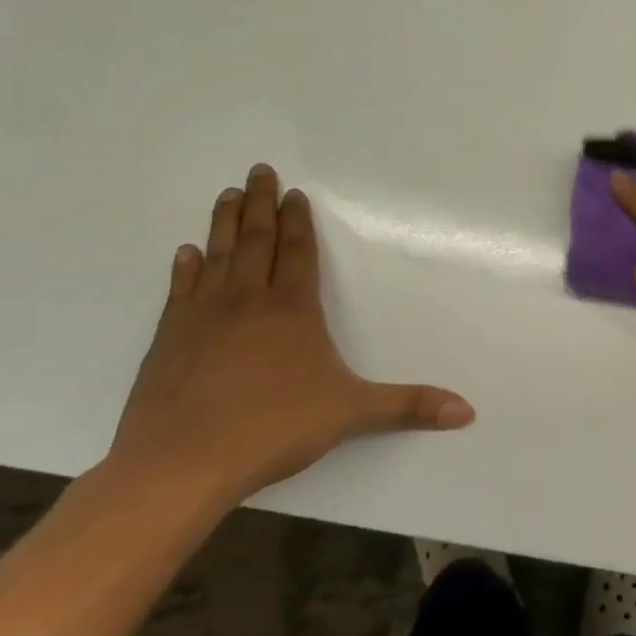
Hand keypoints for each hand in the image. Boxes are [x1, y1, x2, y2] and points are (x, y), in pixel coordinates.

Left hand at [107, 163, 473, 504]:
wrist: (179, 463)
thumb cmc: (273, 428)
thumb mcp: (352, 413)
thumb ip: (410, 406)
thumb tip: (467, 411)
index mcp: (293, 310)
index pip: (299, 253)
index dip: (299, 222)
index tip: (293, 193)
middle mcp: (248, 302)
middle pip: (256, 241)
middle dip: (259, 205)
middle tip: (258, 171)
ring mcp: (202, 318)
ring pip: (217, 256)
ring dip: (223, 224)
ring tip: (225, 194)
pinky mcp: (168, 340)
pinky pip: (179, 292)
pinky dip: (185, 269)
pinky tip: (186, 253)